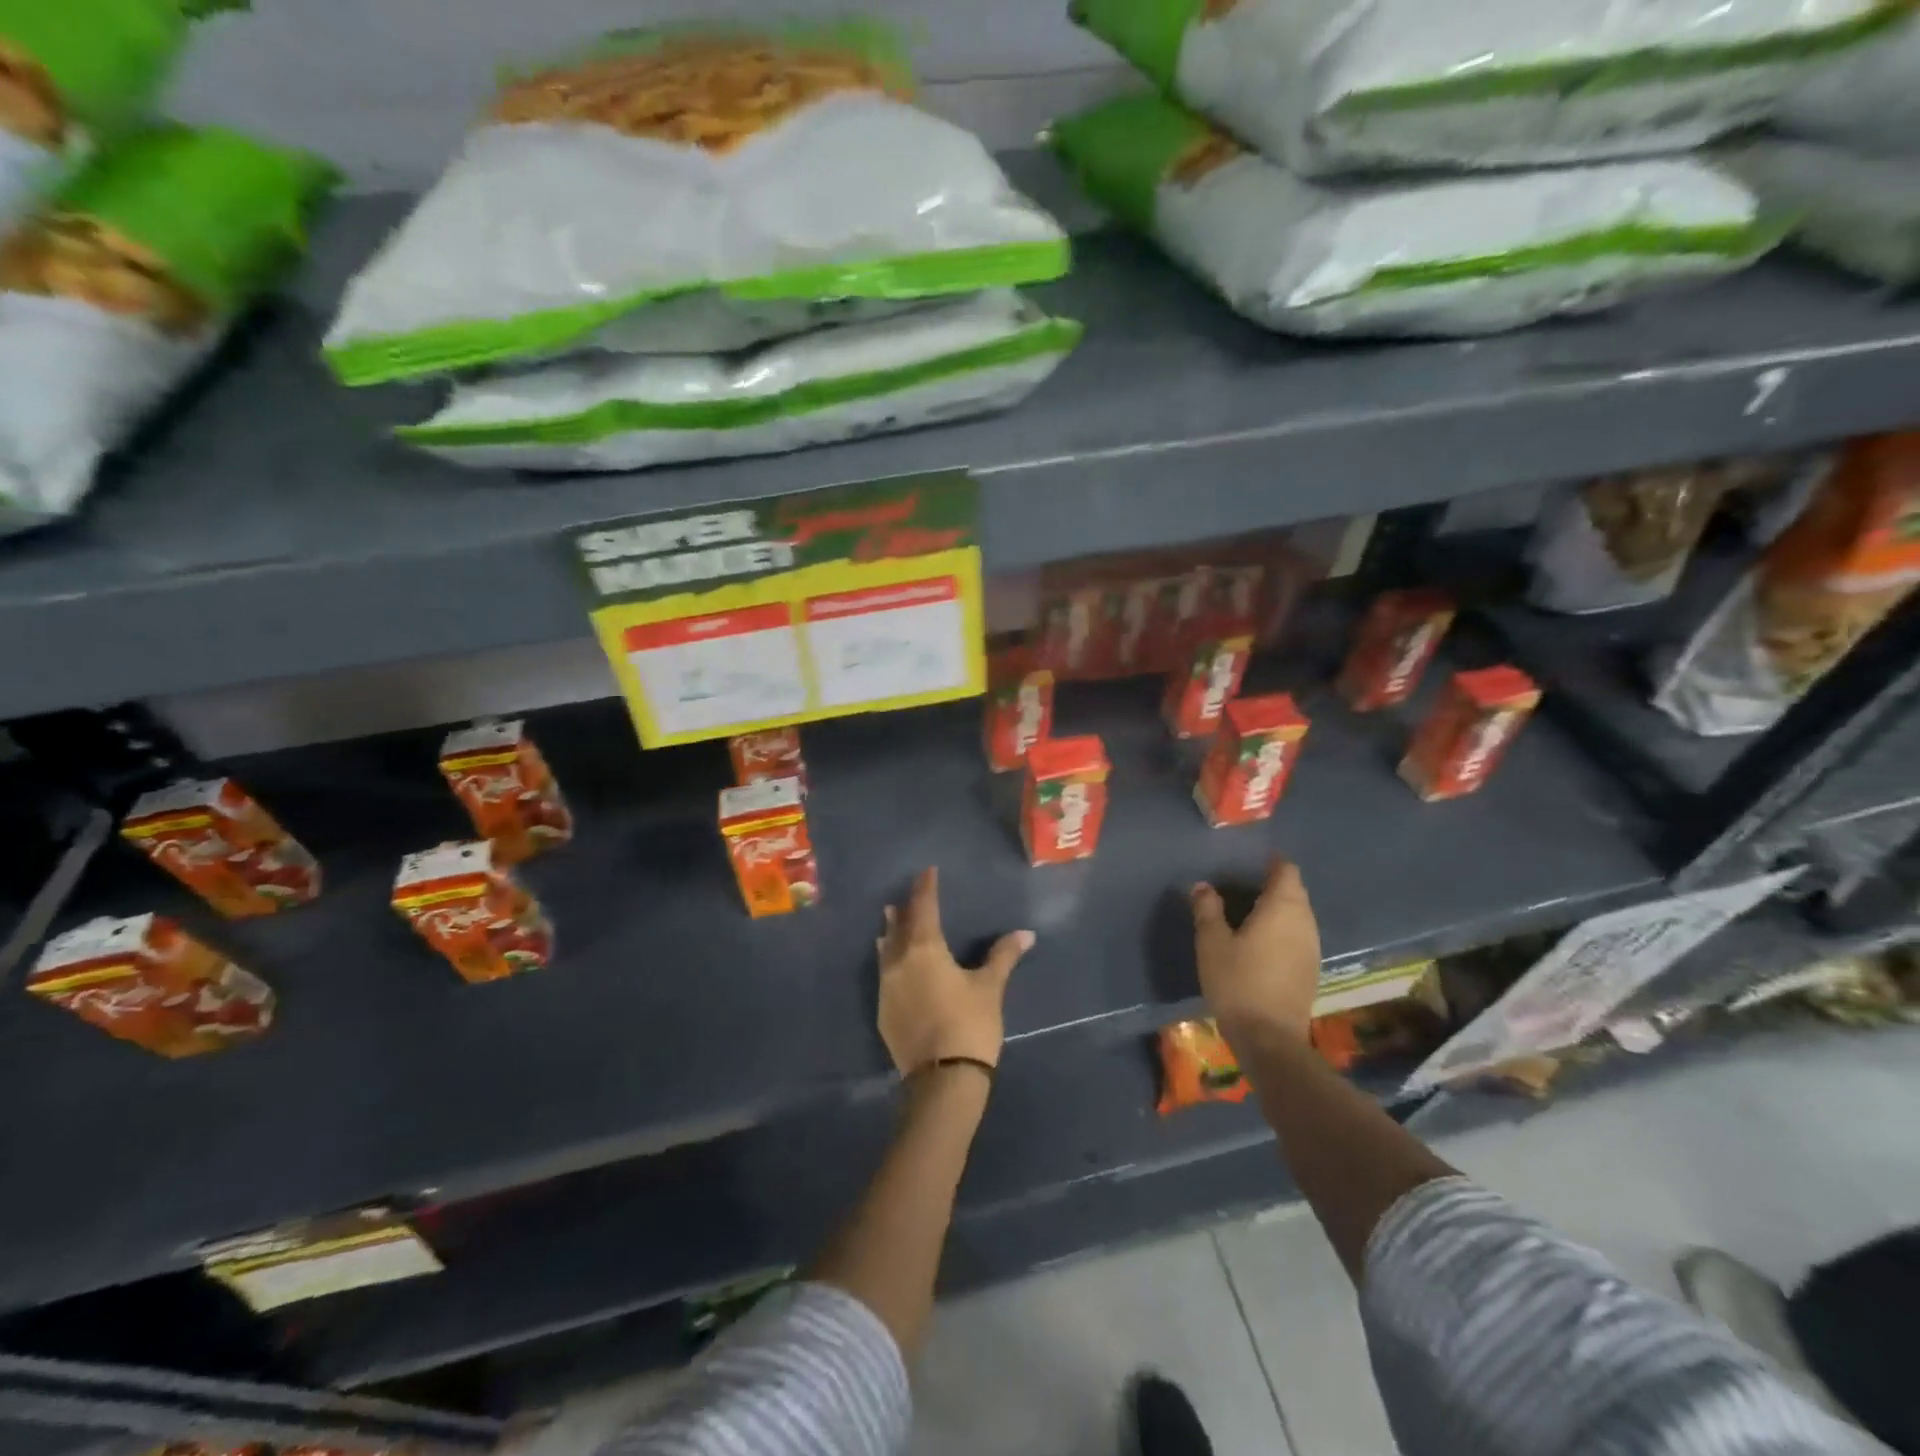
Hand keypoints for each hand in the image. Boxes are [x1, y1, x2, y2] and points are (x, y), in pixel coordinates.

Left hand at [877, 867, 1033, 1073]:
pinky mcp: (884, 1012)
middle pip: (899, 927)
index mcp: (925, 949)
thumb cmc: (969, 1024)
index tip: (927, 872)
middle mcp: (899, 962)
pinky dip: (888, 960)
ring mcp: (887, 988)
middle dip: (905, 909)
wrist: (943, 1079)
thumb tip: (1025, 933)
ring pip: (886, 950)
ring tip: (889, 919)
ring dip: (890, 933)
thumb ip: (1003, 956)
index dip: (926, 888)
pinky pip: (884, 974)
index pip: (924, 908)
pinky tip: (891, 963)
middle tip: (908, 895)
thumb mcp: (990, 987)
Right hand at [1191, 857, 1320, 1042]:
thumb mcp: (1212, 942)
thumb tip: (1204, 886)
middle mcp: (1305, 922)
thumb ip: (1208, 910)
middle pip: (1295, 892)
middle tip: (1243, 885)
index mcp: (1283, 908)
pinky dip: (1283, 930)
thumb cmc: (1238, 981)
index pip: (1287, 871)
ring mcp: (1312, 947)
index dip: (1272, 863)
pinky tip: (1261, 941)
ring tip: (1250, 912)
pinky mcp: (1311, 970)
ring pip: (1299, 915)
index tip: (1251, 861)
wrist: (1269, 1038)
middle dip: (1274, 884)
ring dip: (1279, 909)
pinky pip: (1299, 936)